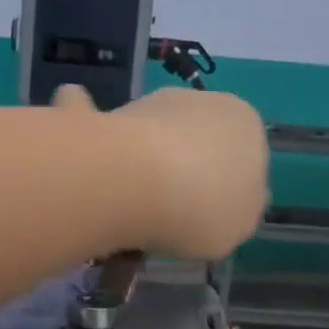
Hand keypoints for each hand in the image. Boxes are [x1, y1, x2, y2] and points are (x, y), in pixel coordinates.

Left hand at [54, 85, 266, 260]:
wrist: (133, 183)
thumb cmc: (201, 207)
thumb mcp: (237, 227)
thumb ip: (235, 212)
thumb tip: (222, 205)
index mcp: (245, 123)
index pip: (243, 156)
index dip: (225, 189)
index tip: (206, 218)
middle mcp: (200, 101)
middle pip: (194, 140)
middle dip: (182, 168)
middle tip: (166, 212)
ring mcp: (148, 104)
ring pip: (149, 132)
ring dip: (139, 156)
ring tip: (126, 203)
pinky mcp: (103, 115)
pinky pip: (92, 119)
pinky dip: (84, 127)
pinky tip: (82, 158)